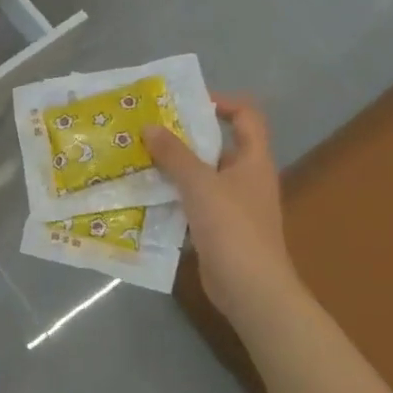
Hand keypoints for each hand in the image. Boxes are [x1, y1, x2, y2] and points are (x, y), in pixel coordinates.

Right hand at [143, 95, 302, 322]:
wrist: (251, 289)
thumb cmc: (233, 229)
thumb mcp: (201, 185)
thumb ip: (175, 155)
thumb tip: (150, 126)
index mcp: (253, 160)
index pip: (246, 117)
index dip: (221, 103)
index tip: (185, 103)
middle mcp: (246, 178)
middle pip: (217, 145)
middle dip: (184, 137)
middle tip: (148, 130)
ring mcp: (233, 205)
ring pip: (201, 176)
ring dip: (174, 168)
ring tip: (139, 159)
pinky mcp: (218, 229)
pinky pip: (193, 202)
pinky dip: (173, 196)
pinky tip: (145, 196)